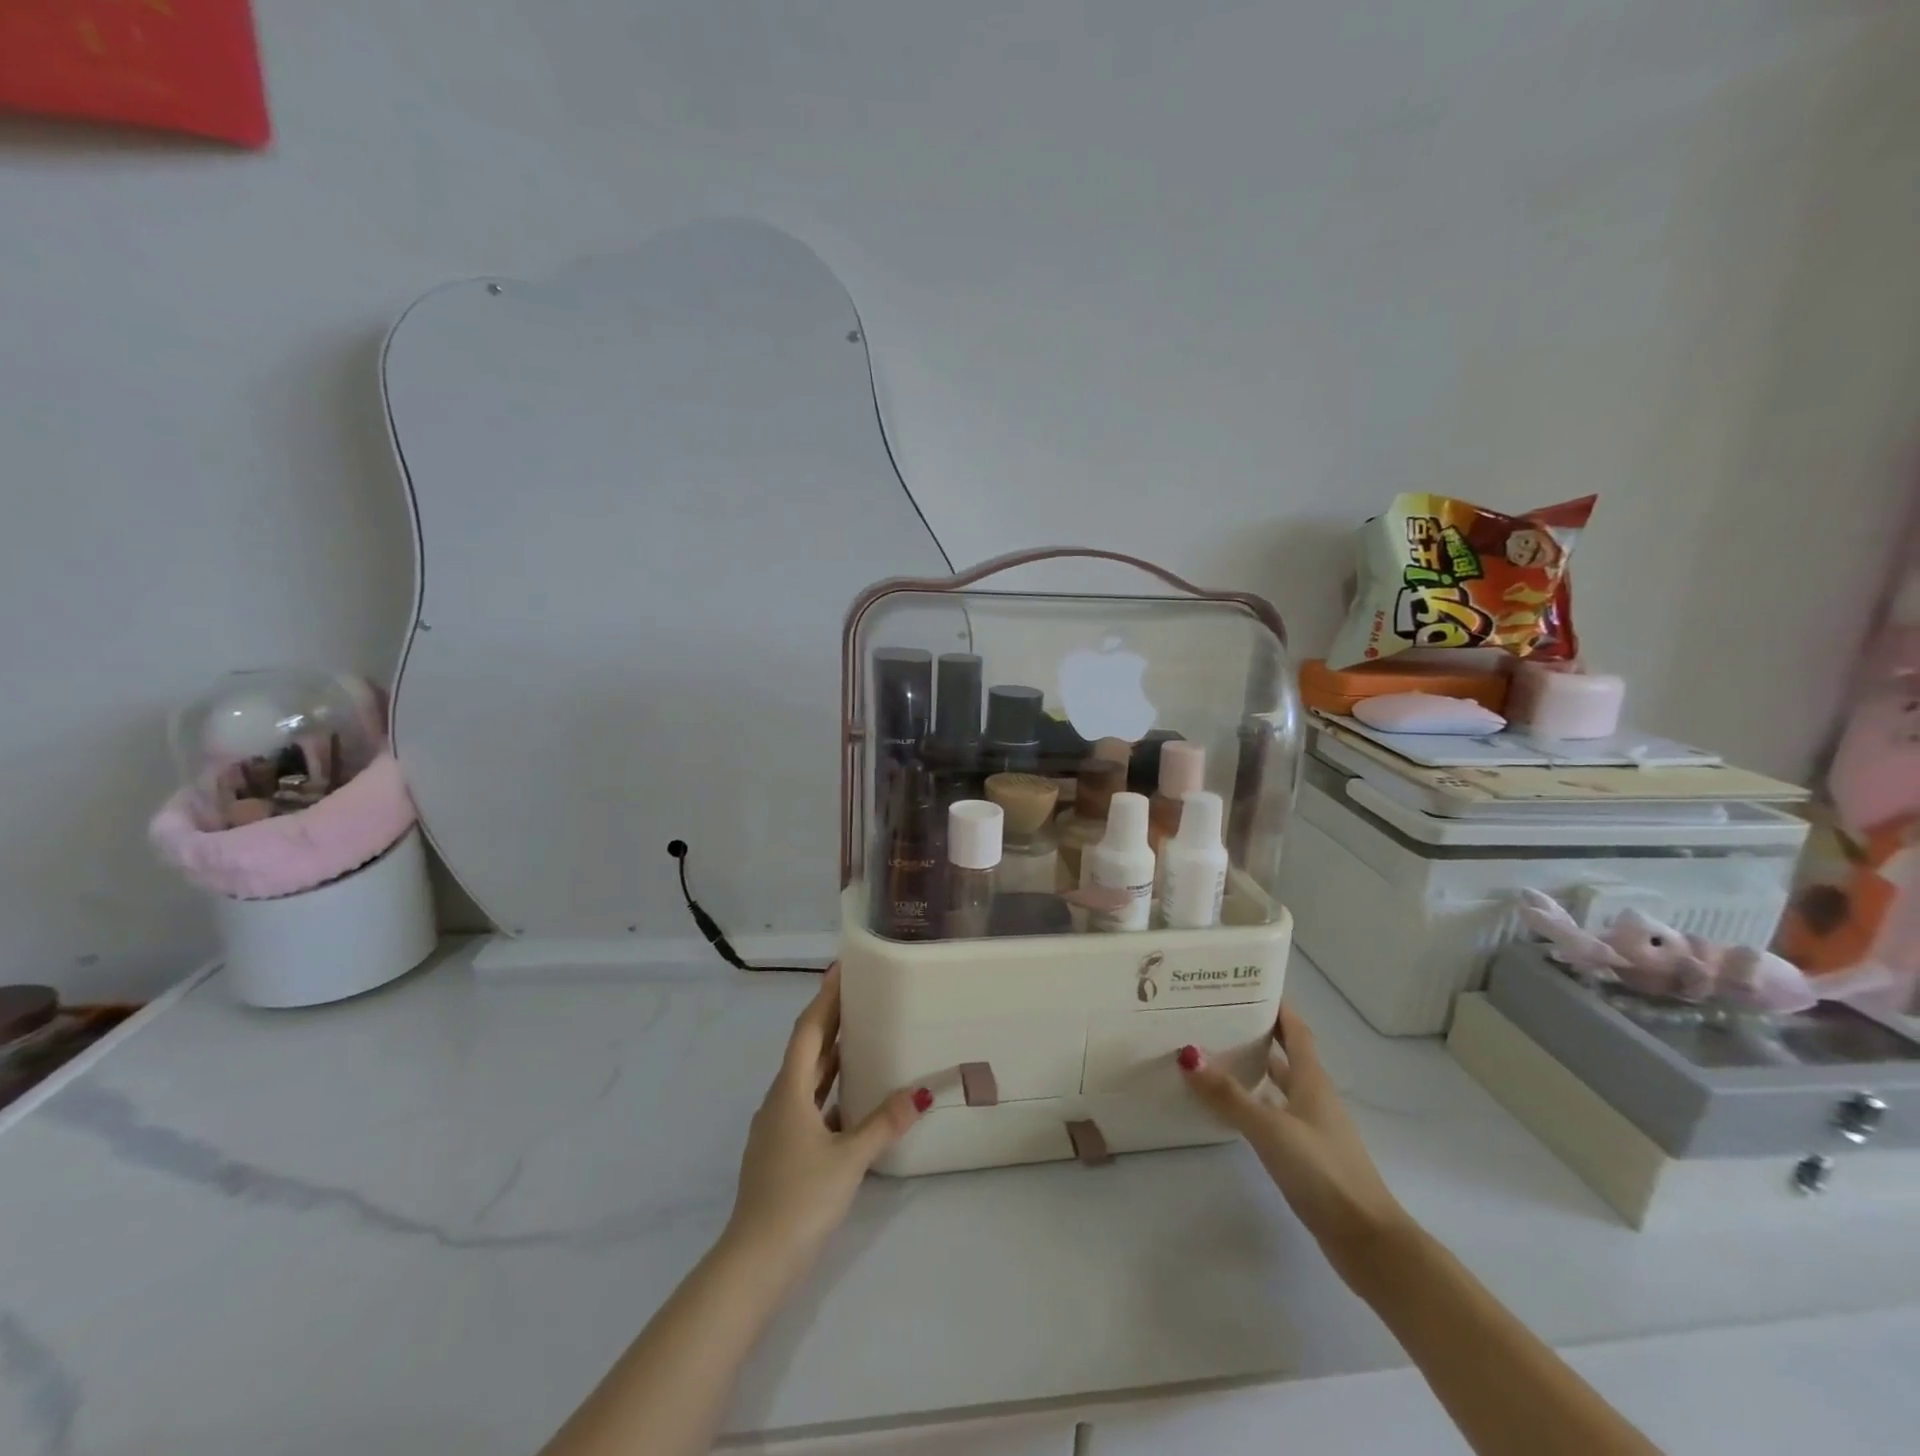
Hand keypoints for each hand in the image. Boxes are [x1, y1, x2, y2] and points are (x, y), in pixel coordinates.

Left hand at [723, 965, 929, 1275]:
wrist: (754, 1262)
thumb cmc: (800, 1199)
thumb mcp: (849, 1158)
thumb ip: (884, 1123)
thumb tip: (921, 1091)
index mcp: (789, 1092)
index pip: (809, 1031)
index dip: (825, 998)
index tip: (841, 969)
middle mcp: (779, 1101)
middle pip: (807, 1050)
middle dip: (830, 1020)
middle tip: (860, 994)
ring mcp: (776, 1128)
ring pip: (806, 1078)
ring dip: (830, 1055)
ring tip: (860, 1035)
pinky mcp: (780, 1151)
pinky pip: (807, 1104)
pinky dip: (828, 1090)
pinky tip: (849, 1098)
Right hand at [1180, 1004, 1408, 1280]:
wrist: (1367, 1240)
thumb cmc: (1323, 1172)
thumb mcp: (1271, 1128)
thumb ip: (1229, 1095)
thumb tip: (1188, 1055)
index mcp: (1312, 1081)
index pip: (1295, 1031)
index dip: (1276, 1006)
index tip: (1247, 984)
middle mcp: (1313, 1097)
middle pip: (1285, 1054)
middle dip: (1255, 1034)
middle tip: (1214, 1017)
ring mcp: (1311, 1127)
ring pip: (1277, 1086)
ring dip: (1252, 1069)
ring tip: (1211, 1055)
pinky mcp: (1306, 1155)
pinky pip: (1273, 1114)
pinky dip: (1252, 1104)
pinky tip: (1228, 1109)